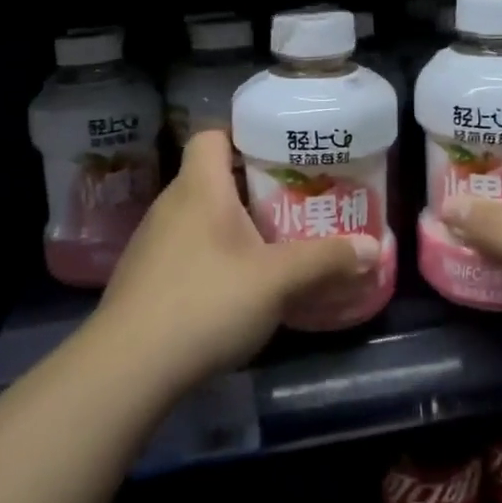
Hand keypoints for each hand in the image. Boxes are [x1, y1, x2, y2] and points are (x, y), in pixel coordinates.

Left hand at [100, 130, 378, 391]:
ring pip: (199, 217)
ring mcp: (151, 243)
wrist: (127, 367)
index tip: (280, 153)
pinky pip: (186, 250)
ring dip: (233, 226)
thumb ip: (326, 260)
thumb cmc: (206, 302)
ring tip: (272, 246)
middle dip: (252, 187)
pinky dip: (212, 257)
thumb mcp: (277, 280)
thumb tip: (374, 248)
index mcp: (199, 187)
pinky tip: (235, 288)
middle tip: (293, 203)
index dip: (243, 135)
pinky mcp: (144, 278)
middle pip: (211, 177)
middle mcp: (170, 205)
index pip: (212, 134)